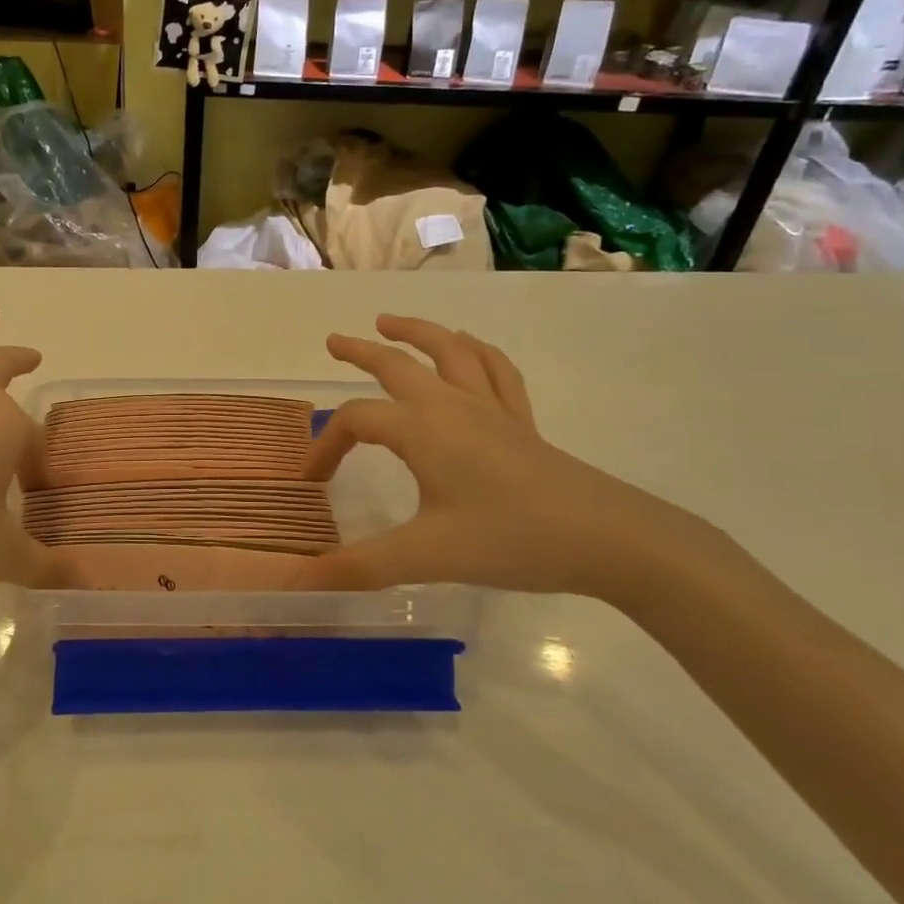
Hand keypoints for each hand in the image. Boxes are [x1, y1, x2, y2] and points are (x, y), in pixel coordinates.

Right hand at [293, 315, 722, 603]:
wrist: (605, 538)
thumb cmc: (509, 539)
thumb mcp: (426, 556)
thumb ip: (359, 567)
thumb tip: (298, 581)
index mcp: (422, 429)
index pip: (356, 421)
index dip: (325, 445)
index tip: (312, 481)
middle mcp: (452, 405)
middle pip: (397, 364)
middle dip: (361, 351)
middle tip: (334, 341)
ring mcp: (492, 408)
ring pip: (450, 351)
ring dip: (417, 332)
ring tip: (391, 322)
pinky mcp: (522, 421)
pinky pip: (496, 370)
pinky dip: (475, 351)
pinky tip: (468, 348)